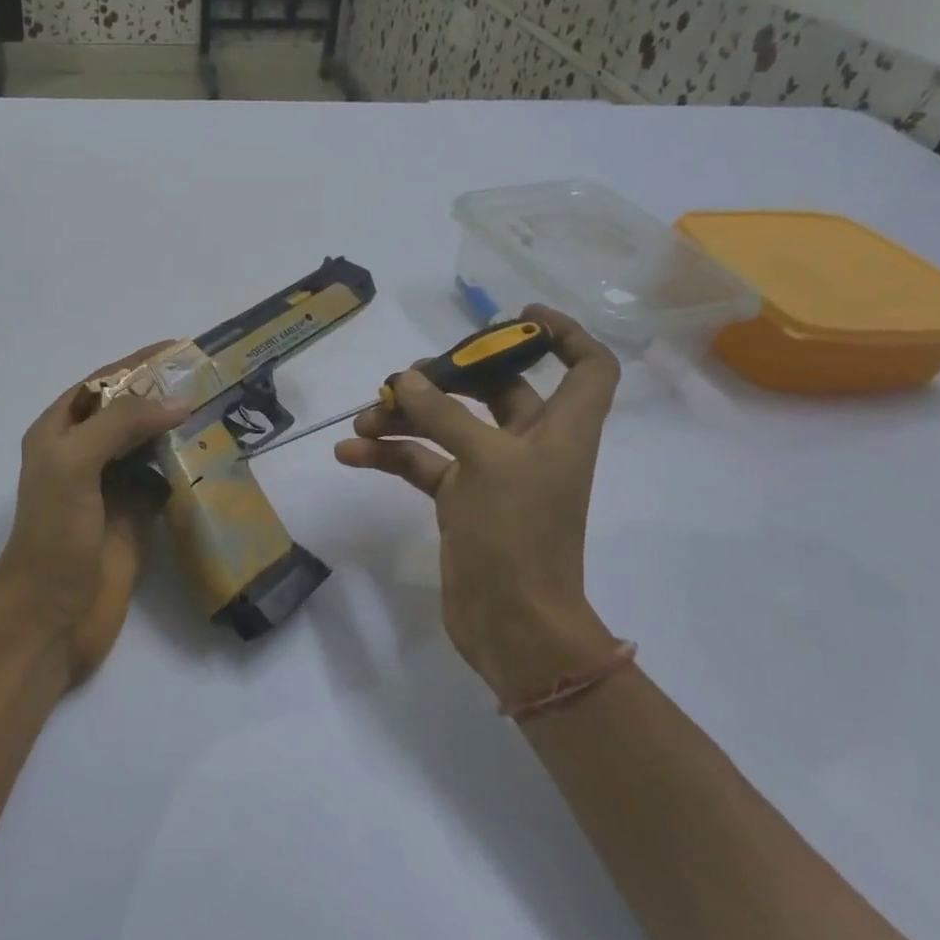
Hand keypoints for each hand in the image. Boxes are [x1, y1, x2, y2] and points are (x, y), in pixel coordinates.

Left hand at [0, 344, 189, 683]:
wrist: (51, 615)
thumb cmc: (54, 534)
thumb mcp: (75, 464)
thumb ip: (121, 424)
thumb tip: (178, 400)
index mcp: (59, 433)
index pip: (102, 383)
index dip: (137, 364)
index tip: (180, 349)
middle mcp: (84, 454)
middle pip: (128, 412)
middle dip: (163, 393)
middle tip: (211, 378)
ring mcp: (110, 487)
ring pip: (148, 445)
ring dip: (178, 428)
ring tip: (220, 410)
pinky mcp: (134, 518)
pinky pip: (164, 481)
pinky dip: (186, 467)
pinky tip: (213, 457)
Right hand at [334, 305, 623, 705]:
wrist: (511, 622)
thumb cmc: (517, 535)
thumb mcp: (485, 463)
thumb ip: (445, 415)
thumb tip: (409, 379)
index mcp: (561, 429)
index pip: (588, 367)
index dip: (564, 334)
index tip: (517, 316)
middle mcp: (530, 445)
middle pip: (498, 390)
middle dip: (450, 377)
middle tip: (406, 377)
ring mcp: (492, 474)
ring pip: (449, 427)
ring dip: (407, 418)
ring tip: (364, 418)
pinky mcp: (460, 502)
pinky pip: (423, 464)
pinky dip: (390, 455)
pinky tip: (351, 452)